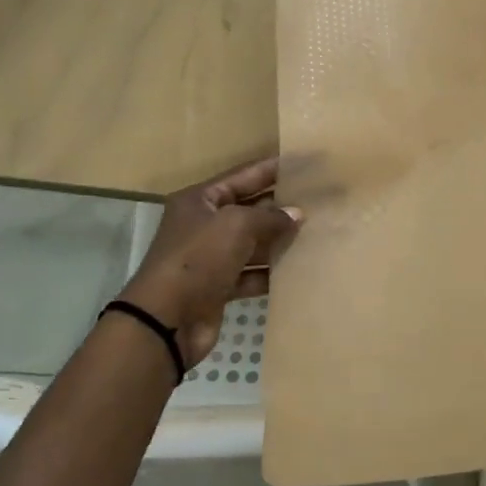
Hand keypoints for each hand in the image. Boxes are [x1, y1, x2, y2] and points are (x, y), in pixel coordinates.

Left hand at [117, 156, 301, 366]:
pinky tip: (299, 269)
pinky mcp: (219, 287)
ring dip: (280, 240)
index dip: (273, 168)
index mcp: (200, 201)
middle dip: (281, 205)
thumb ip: (270, 216)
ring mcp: (211, 257)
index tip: (305, 164)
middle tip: (319, 200)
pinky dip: (271, 272)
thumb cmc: (198, 259)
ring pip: (253, 242)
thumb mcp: (236, 225)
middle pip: (250, 209)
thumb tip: (297, 214)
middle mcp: (204, 225)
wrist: (166, 321)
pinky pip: (251, 273)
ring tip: (317, 232)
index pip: (243, 176)